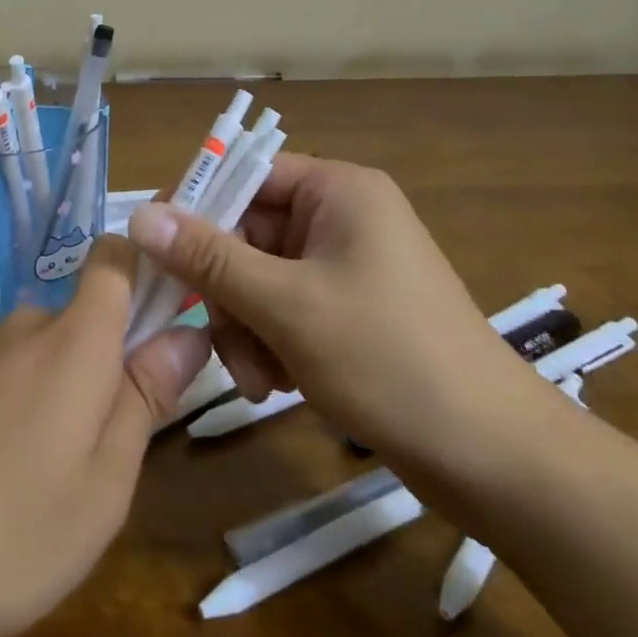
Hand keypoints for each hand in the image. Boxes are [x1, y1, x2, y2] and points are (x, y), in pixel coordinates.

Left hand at [0, 236, 211, 636]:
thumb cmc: (10, 527)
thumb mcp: (105, 481)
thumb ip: (147, 397)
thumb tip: (188, 332)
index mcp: (74, 336)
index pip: (115, 257)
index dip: (148, 266)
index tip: (174, 311)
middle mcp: (26, 324)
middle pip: (87, 313)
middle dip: (113, 360)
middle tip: (117, 444)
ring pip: (50, 351)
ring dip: (70, 392)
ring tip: (61, 476)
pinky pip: (13, 374)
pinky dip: (30, 407)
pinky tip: (10, 478)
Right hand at [128, 153, 552, 496]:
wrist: (498, 461)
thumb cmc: (389, 360)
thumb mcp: (286, 305)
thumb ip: (208, 258)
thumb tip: (139, 215)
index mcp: (337, 190)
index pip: (244, 174)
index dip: (197, 209)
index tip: (158, 255)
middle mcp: (341, 216)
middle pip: (248, 233)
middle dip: (227, 292)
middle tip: (220, 342)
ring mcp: (346, 265)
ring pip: (260, 277)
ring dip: (246, 326)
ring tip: (259, 380)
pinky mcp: (350, 309)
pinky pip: (285, 308)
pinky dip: (271, 342)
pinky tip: (278, 387)